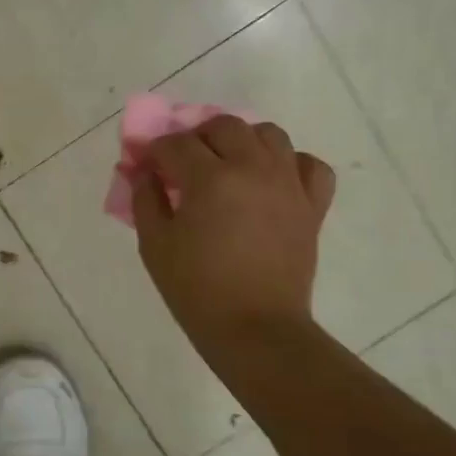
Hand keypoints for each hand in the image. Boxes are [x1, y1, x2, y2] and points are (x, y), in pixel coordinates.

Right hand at [130, 116, 336, 349]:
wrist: (255, 329)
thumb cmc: (196, 289)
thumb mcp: (154, 244)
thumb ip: (145, 199)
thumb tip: (143, 172)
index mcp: (210, 179)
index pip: (176, 144)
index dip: (155, 151)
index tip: (147, 166)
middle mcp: (253, 169)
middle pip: (224, 126)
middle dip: (197, 137)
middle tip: (184, 164)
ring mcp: (288, 184)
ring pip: (269, 135)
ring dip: (243, 140)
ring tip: (229, 164)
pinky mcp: (312, 205)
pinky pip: (310, 165)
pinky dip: (291, 163)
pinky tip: (273, 179)